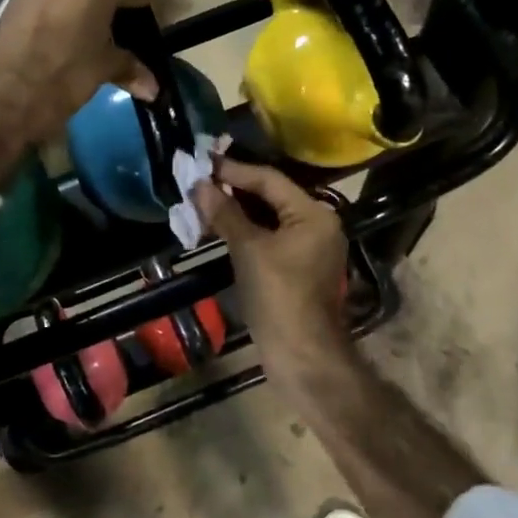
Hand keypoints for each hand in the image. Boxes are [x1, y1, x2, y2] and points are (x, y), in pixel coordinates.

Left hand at [0, 0, 156, 144]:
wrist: (6, 88)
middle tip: (116, 25)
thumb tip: (153, 89)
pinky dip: (58, 10)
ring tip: (87, 30)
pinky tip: (61, 32)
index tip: (146, 14)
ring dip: (80, 3)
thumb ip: (129, 68)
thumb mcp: (103, 69)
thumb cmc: (67, 72)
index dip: (141, 4)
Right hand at [192, 159, 348, 380]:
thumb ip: (225, 213)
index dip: (234, 170)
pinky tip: (219, 227)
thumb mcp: (248, 249)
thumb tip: (199, 185)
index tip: (202, 163)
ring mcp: (310, 246)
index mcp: (314, 213)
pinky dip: (246, 230)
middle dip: (233, 189)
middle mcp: (318, 223)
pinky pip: (270, 236)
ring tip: (202, 201)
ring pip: (269, 217)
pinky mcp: (298, 266)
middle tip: (199, 181)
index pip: (269, 179)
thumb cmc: (278, 295)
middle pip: (271, 196)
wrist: (300, 354)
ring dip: (237, 210)